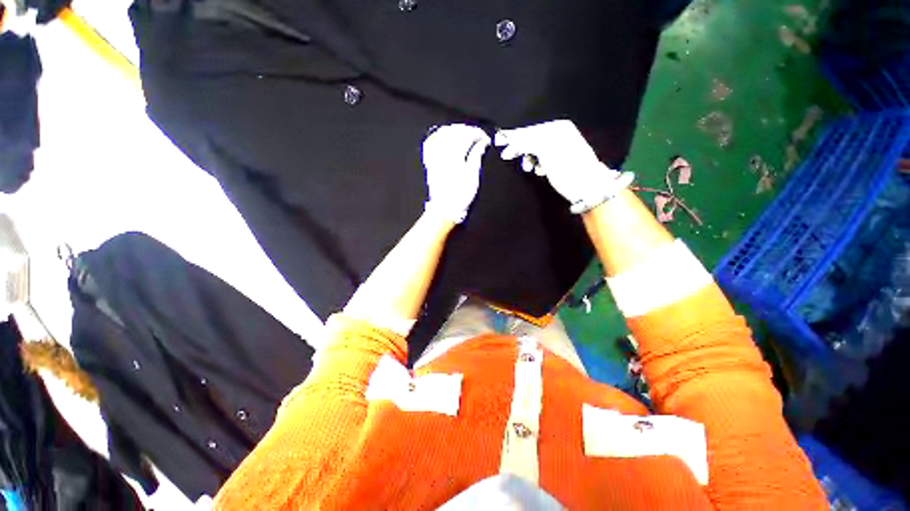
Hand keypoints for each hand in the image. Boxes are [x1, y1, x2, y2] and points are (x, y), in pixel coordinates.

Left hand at [422, 124, 490, 223]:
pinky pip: (431, 142)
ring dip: (455, 131)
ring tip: (465, 135)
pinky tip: (446, 137)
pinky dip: (439, 136)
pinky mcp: (429, 161)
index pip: (467, 135)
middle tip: (478, 136)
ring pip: (443, 133)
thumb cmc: (460, 195)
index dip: (478, 134)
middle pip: (455, 131)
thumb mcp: (473, 177)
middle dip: (467, 130)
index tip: (485, 139)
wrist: (444, 208)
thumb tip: (482, 143)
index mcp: (455, 155)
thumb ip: (476, 156)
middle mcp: (443, 152)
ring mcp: (434, 156)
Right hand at [495, 120, 620, 207]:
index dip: (514, 137)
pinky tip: (538, 171)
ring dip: (528, 158)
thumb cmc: (568, 168)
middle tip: (507, 156)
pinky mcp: (560, 161)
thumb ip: (528, 142)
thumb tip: (512, 139)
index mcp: (558, 128)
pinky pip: (542, 158)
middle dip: (520, 148)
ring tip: (528, 168)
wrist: (587, 187)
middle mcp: (560, 134)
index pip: (530, 130)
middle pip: (532, 139)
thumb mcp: (546, 152)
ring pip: (536, 150)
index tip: (500, 142)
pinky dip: (537, 163)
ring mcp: (560, 148)